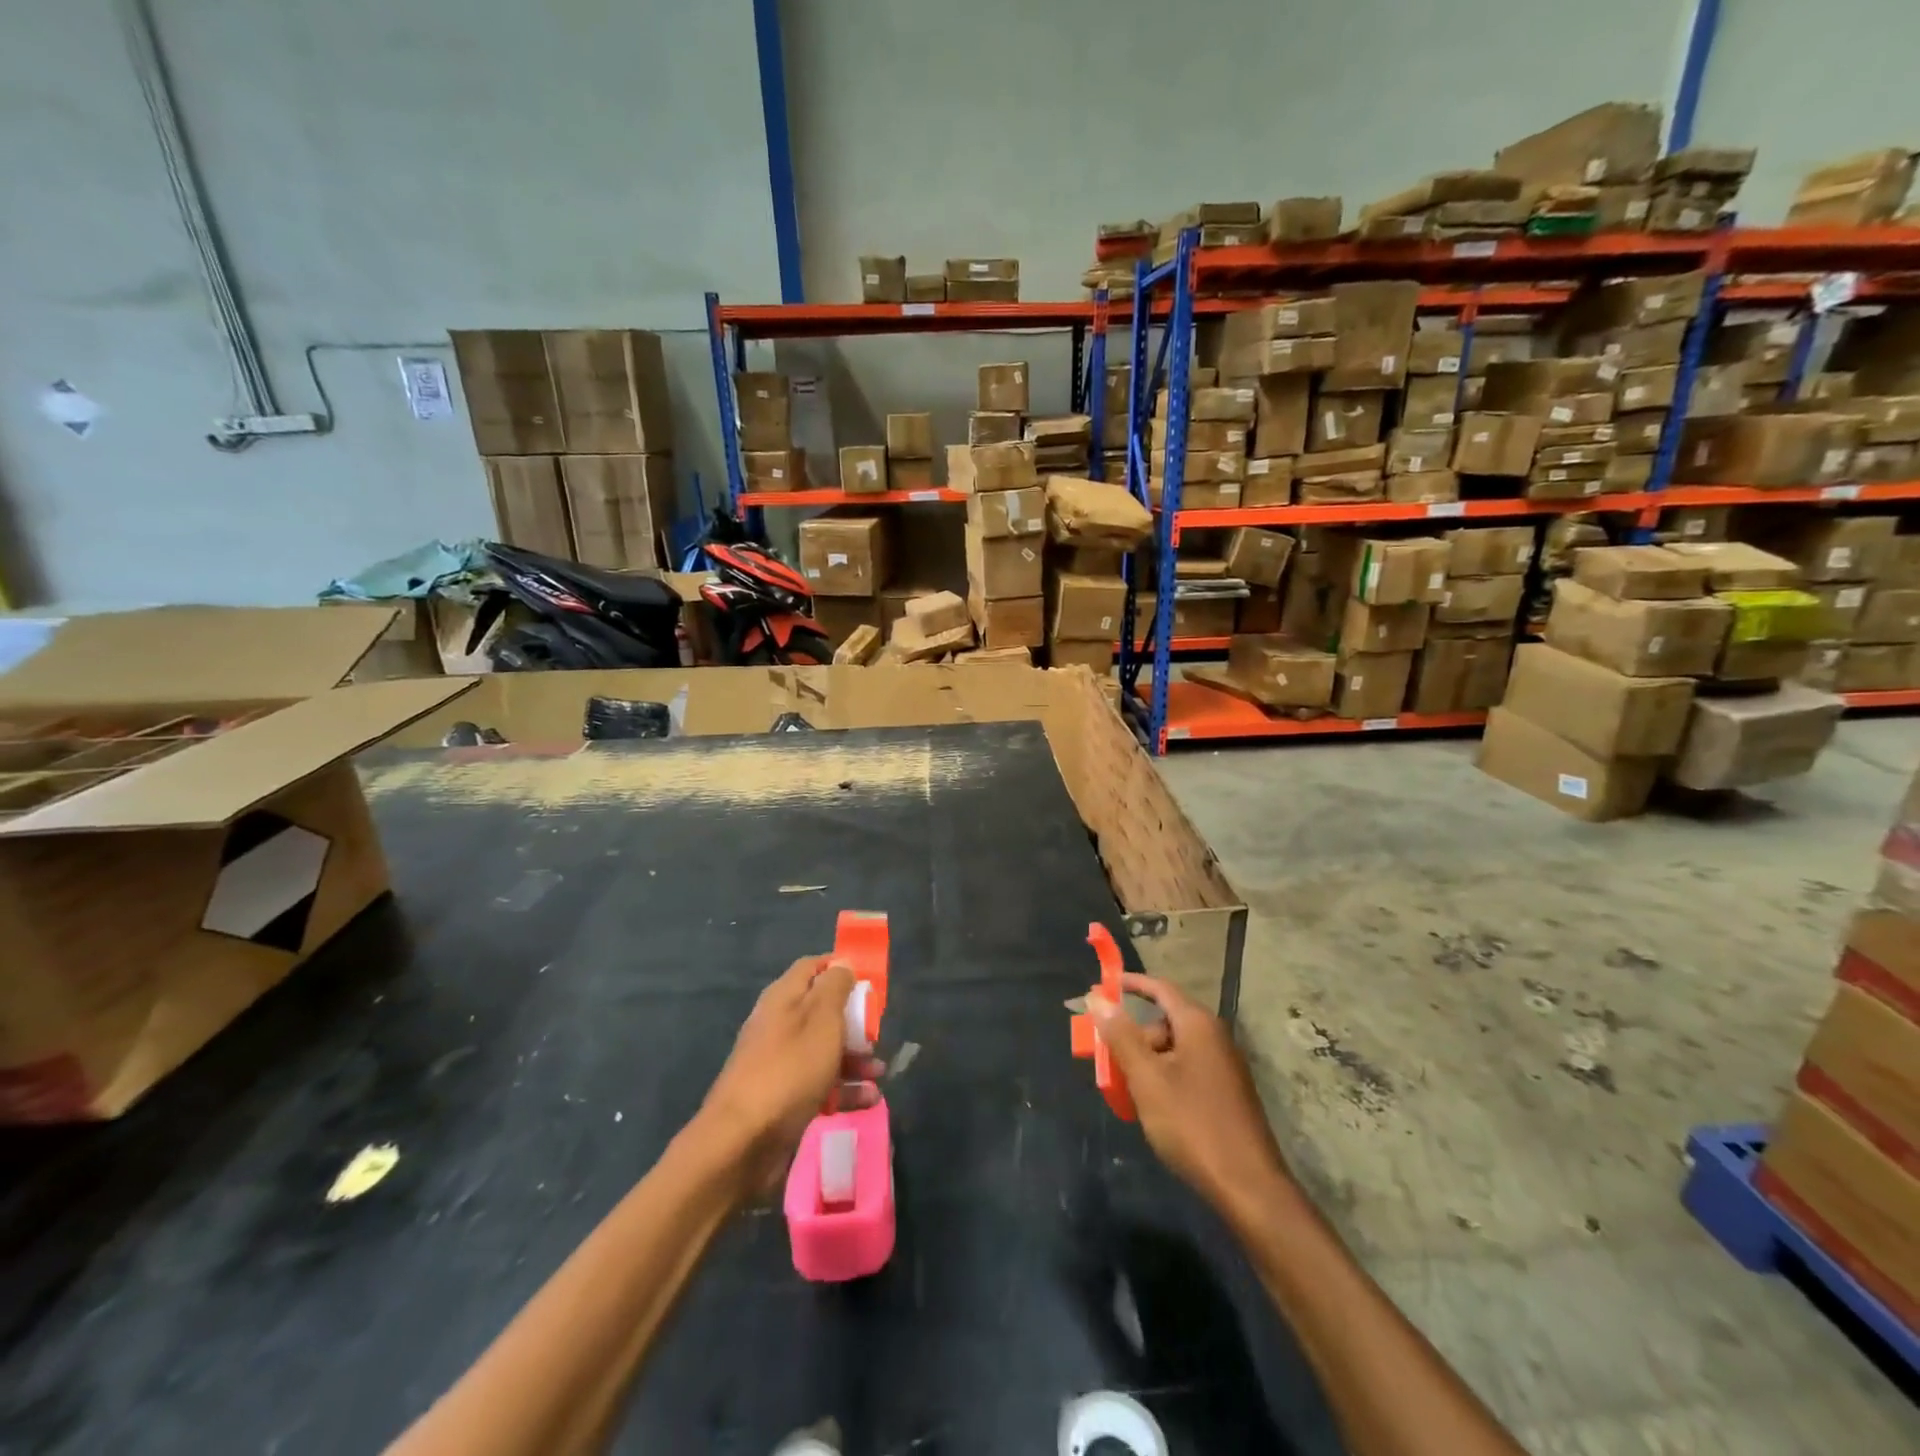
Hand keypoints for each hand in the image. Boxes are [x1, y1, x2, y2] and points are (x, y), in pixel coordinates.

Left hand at [698, 956, 882, 1198]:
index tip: (868, 982)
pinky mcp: (783, 1097)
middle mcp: (779, 1024)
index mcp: (784, 997)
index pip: (813, 967)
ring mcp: (780, 1062)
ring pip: (824, 1050)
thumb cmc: (790, 1069)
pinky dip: (844, 1089)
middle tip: (876, 1035)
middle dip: (854, 1022)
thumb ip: (835, 987)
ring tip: (879, 1073)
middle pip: (822, 1011)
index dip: (840, 969)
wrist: (742, 1142)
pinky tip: (868, 1100)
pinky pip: (819, 1083)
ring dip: (855, 1059)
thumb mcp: (822, 1019)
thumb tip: (842, 963)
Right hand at [1090, 973, 1288, 1214]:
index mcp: (1198, 1025)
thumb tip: (1097, 997)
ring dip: (1146, 1061)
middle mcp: (1214, 1037)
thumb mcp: (1146, 1078)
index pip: (1160, 988)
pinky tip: (1151, 1107)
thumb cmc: (1192, 1124)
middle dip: (1133, 1035)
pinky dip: (1163, 1078)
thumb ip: (1121, 1035)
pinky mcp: (1227, 1093)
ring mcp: (1224, 1066)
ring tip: (1125, 1090)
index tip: (1102, 987)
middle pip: (1165, 1021)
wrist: (1248, 1187)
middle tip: (1108, 1057)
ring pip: (1174, 1049)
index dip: (1130, 984)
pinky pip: (1186, 1070)